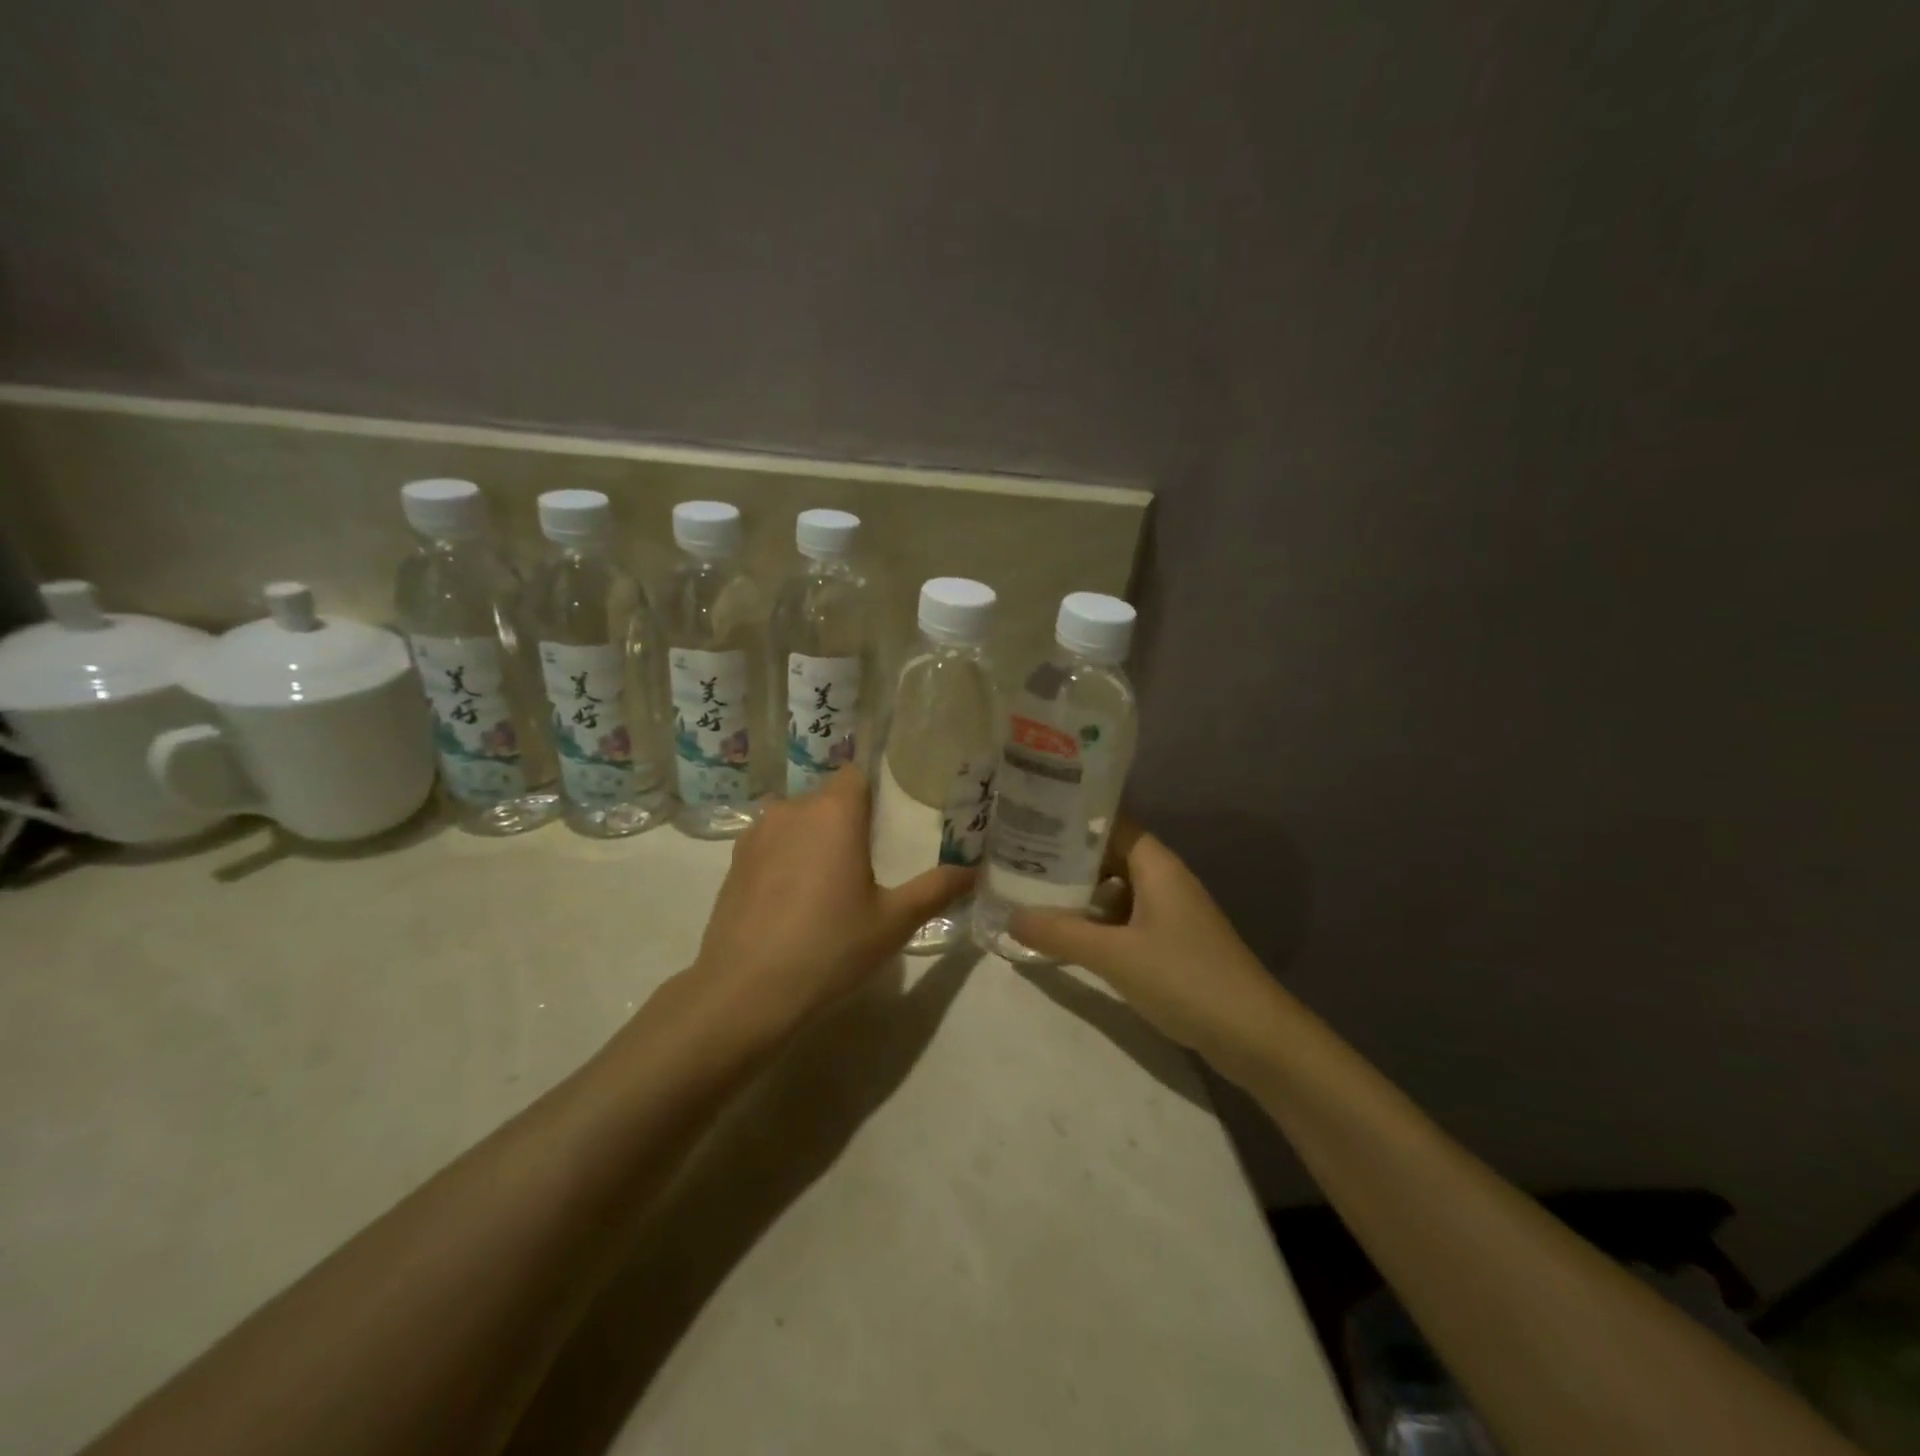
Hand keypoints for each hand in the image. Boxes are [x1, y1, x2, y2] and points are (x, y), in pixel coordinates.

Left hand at [686, 767, 971, 1040]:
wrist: (745, 991)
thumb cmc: (830, 947)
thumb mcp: (894, 922)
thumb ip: (936, 889)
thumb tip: (973, 870)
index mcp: (834, 812)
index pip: (858, 774)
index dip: (876, 793)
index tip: (891, 823)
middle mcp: (792, 809)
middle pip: (828, 798)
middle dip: (848, 821)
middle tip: (869, 862)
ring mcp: (757, 834)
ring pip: (797, 821)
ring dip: (814, 839)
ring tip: (830, 883)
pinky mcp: (734, 861)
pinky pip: (772, 844)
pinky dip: (786, 858)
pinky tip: (794, 900)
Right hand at [1009, 822, 1283, 1069]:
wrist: (1254, 1035)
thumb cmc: (1185, 978)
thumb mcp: (1114, 955)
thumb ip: (1059, 933)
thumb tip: (1010, 916)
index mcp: (1156, 865)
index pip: (1108, 822)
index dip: (1070, 818)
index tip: (1028, 818)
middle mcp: (1164, 879)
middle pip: (1108, 855)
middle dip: (1066, 859)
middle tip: (1017, 860)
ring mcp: (1170, 912)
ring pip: (1115, 889)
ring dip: (1079, 893)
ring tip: (1031, 895)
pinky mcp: (1172, 943)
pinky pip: (1125, 919)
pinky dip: (1097, 922)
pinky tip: (1068, 936)